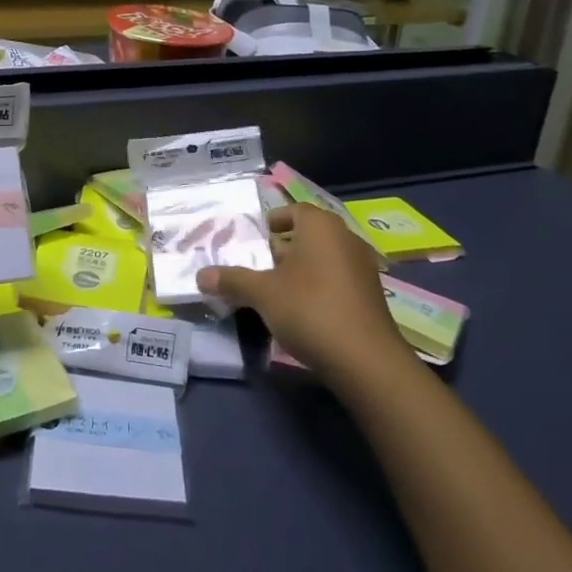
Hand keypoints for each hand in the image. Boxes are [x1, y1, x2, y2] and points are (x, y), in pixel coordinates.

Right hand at [197, 204, 415, 387]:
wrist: (366, 361)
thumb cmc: (310, 309)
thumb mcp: (262, 293)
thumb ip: (232, 280)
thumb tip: (200, 275)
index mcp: (320, 226)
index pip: (294, 211)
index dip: (273, 222)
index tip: (255, 239)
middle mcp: (345, 238)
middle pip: (308, 235)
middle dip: (282, 249)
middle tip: (257, 266)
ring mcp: (362, 267)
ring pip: (323, 259)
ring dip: (300, 270)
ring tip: (275, 291)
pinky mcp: (371, 296)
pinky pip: (337, 280)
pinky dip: (318, 287)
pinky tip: (302, 311)